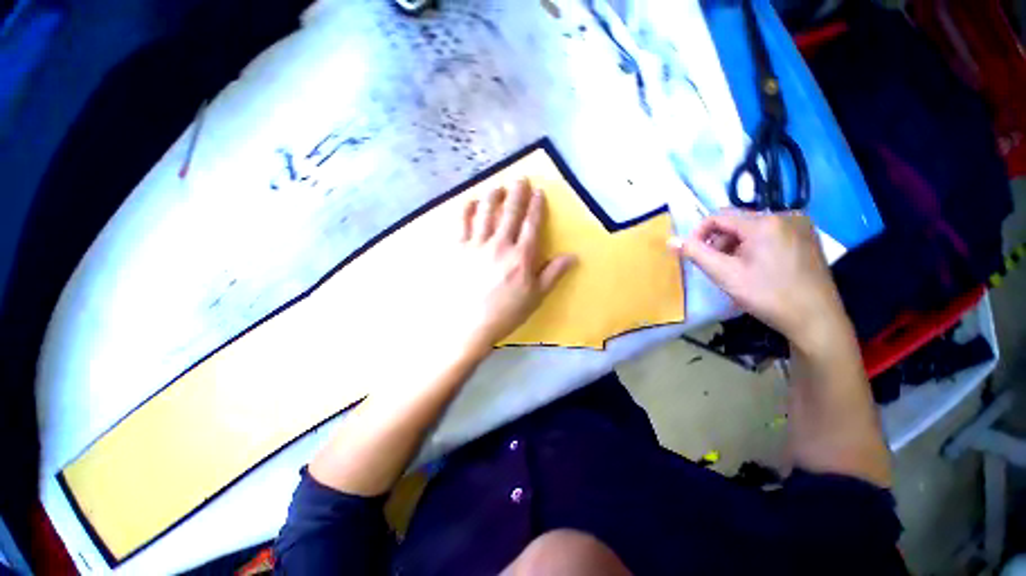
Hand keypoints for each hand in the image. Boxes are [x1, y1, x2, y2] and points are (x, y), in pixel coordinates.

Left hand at [449, 179, 575, 358]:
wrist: (469, 326)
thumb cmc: (506, 313)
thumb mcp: (536, 297)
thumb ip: (553, 273)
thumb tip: (573, 256)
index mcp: (521, 257)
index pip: (531, 224)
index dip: (536, 206)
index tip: (538, 192)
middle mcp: (500, 245)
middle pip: (510, 213)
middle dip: (517, 193)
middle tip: (520, 178)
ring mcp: (476, 245)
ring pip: (485, 213)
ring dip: (493, 196)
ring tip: (497, 186)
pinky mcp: (457, 249)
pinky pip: (460, 223)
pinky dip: (465, 209)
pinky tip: (470, 201)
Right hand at [670, 210, 849, 352]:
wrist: (816, 319)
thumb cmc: (768, 296)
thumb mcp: (725, 275)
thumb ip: (695, 254)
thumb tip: (671, 240)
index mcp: (765, 222)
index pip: (718, 216)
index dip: (699, 233)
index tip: (692, 253)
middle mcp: (785, 215)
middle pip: (737, 223)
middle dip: (720, 243)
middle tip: (718, 268)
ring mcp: (801, 225)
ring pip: (753, 229)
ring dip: (736, 246)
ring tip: (738, 270)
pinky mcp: (808, 237)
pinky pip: (771, 234)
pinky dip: (756, 247)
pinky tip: (758, 268)